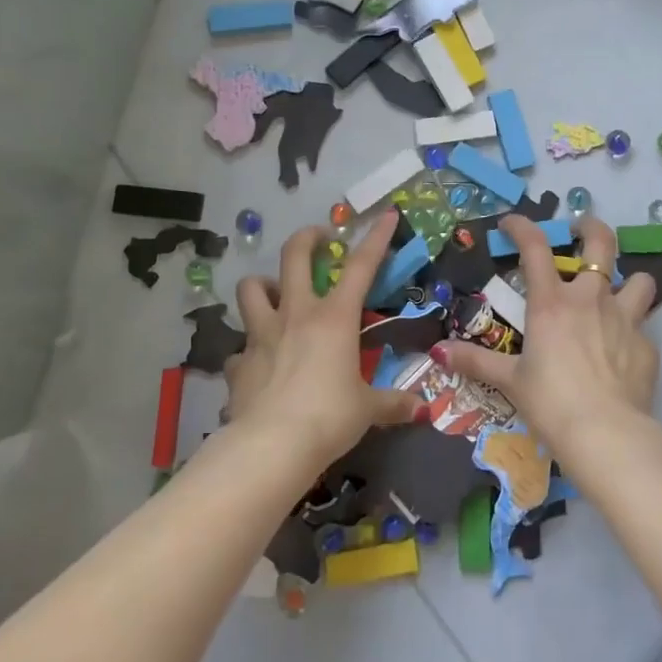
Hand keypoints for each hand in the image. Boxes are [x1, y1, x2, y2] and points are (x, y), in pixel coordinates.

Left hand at [224, 212, 420, 471]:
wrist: (271, 446)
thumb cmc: (329, 417)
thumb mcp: (367, 410)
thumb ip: (392, 404)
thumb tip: (422, 409)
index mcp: (334, 318)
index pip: (361, 266)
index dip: (377, 237)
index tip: (388, 214)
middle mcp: (296, 314)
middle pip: (294, 256)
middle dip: (307, 238)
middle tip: (319, 239)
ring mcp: (262, 334)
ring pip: (251, 288)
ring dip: (263, 285)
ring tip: (274, 294)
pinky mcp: (238, 362)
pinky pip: (240, 347)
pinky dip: (249, 350)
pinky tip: (258, 364)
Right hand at [436, 215, 657, 461]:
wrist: (606, 435)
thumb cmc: (551, 402)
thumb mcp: (510, 380)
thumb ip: (476, 361)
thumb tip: (439, 351)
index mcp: (552, 302)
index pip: (535, 246)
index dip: (522, 226)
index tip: (511, 223)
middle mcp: (591, 299)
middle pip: (601, 243)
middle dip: (592, 227)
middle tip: (582, 229)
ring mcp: (625, 319)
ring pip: (640, 280)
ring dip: (629, 282)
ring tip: (618, 293)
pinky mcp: (647, 346)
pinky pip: (642, 328)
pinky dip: (632, 333)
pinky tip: (622, 353)